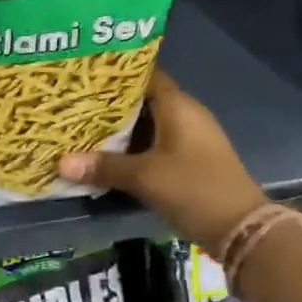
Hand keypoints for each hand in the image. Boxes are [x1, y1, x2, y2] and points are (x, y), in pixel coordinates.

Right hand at [59, 70, 267, 251]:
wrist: (242, 229)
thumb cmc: (194, 189)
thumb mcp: (145, 177)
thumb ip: (104, 167)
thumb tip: (60, 163)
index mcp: (178, 106)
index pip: (146, 75)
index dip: (117, 73)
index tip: (86, 74)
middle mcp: (186, 115)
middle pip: (144, 100)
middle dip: (112, 103)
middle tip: (75, 102)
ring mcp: (191, 139)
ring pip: (150, 124)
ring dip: (123, 128)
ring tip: (84, 126)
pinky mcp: (191, 161)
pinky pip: (157, 144)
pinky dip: (135, 146)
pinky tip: (109, 155)